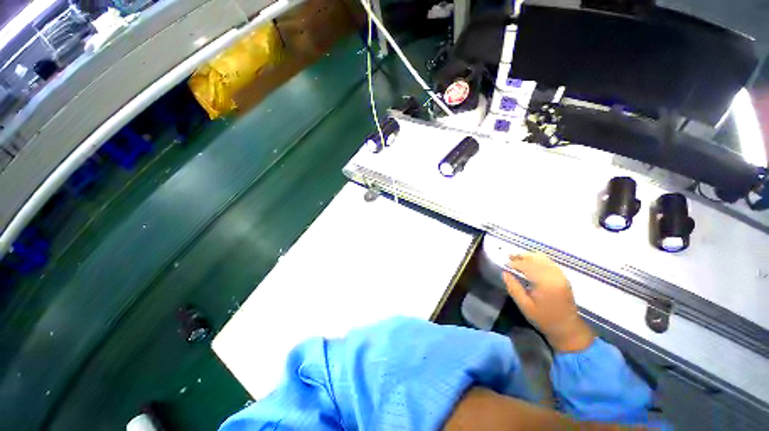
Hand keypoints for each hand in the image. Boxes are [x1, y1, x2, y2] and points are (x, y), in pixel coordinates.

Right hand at [503, 252, 593, 351]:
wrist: (568, 328)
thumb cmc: (544, 319)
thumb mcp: (525, 306)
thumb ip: (514, 288)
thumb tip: (505, 273)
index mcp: (545, 283)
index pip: (526, 266)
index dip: (514, 263)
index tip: (504, 265)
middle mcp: (554, 275)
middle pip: (535, 258)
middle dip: (520, 256)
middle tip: (508, 257)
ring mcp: (560, 275)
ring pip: (542, 258)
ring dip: (529, 256)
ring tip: (517, 258)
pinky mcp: (563, 277)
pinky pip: (549, 262)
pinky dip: (538, 259)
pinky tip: (530, 262)